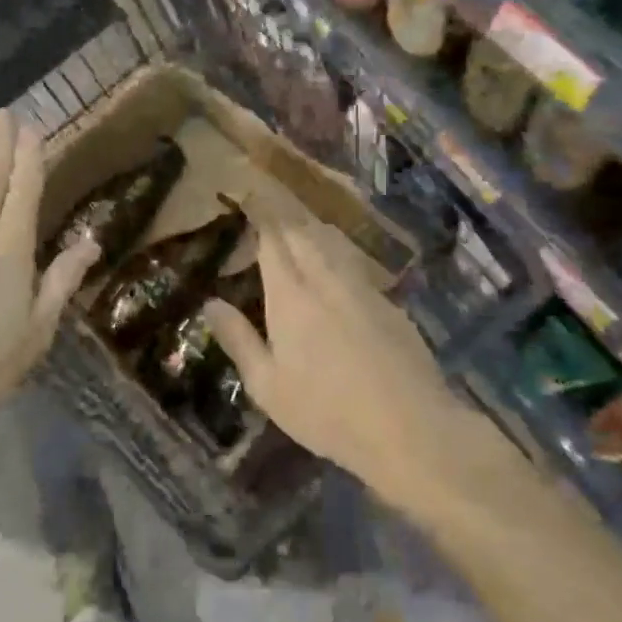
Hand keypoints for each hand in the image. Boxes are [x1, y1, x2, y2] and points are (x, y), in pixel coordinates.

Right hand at [204, 212, 526, 512]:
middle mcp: (325, 279)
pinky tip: (336, 266)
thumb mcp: (267, 385)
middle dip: (283, 214)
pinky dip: (337, 252)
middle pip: (303, 232)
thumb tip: (211, 303)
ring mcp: (362, 289)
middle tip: (268, 205)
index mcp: (290, 294)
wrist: (410, 427)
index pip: (272, 239)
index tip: (249, 194)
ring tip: (299, 225)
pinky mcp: (389, 304)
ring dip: (312, 228)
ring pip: (333, 243)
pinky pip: (355, 263)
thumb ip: (238, 339)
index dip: (260, 213)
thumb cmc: (326, 411)